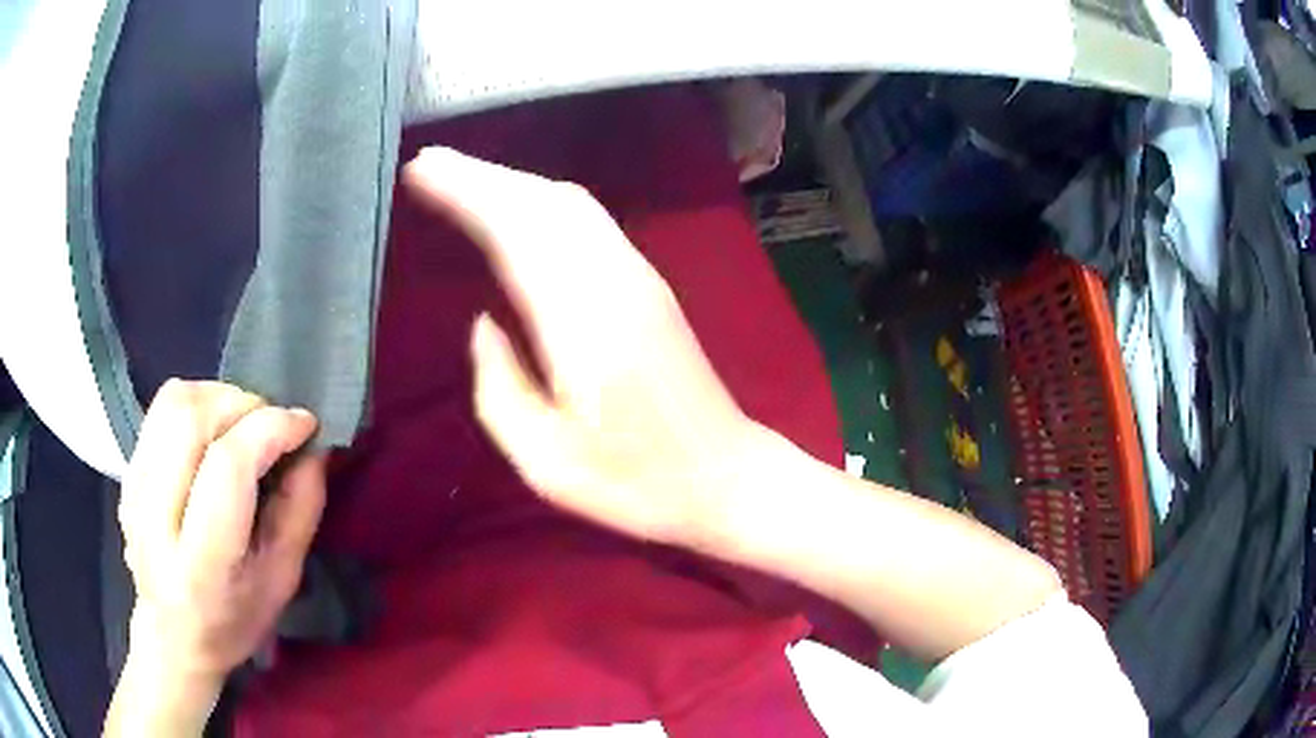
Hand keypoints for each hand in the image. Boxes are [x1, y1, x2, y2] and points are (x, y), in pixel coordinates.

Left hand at [118, 380, 325, 683]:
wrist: (172, 636)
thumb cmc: (235, 619)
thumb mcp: (282, 580)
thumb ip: (300, 511)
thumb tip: (311, 446)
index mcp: (200, 564)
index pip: (227, 466)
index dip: (270, 430)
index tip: (304, 425)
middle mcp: (155, 520)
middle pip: (192, 420)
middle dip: (244, 405)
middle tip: (272, 425)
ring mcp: (133, 490)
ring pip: (173, 402)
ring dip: (219, 397)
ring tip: (242, 423)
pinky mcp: (127, 471)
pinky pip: (160, 409)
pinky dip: (197, 404)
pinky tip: (213, 432)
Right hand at [404, 148, 758, 548]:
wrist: (723, 476)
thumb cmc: (633, 483)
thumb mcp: (545, 460)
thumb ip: (499, 386)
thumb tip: (481, 321)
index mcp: (582, 324)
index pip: (515, 231)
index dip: (466, 193)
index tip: (419, 171)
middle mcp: (613, 282)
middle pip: (543, 202)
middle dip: (481, 175)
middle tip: (427, 163)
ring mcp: (638, 277)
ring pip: (569, 203)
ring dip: (512, 182)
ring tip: (459, 177)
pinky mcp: (649, 283)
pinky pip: (587, 219)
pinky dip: (542, 201)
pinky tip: (517, 208)